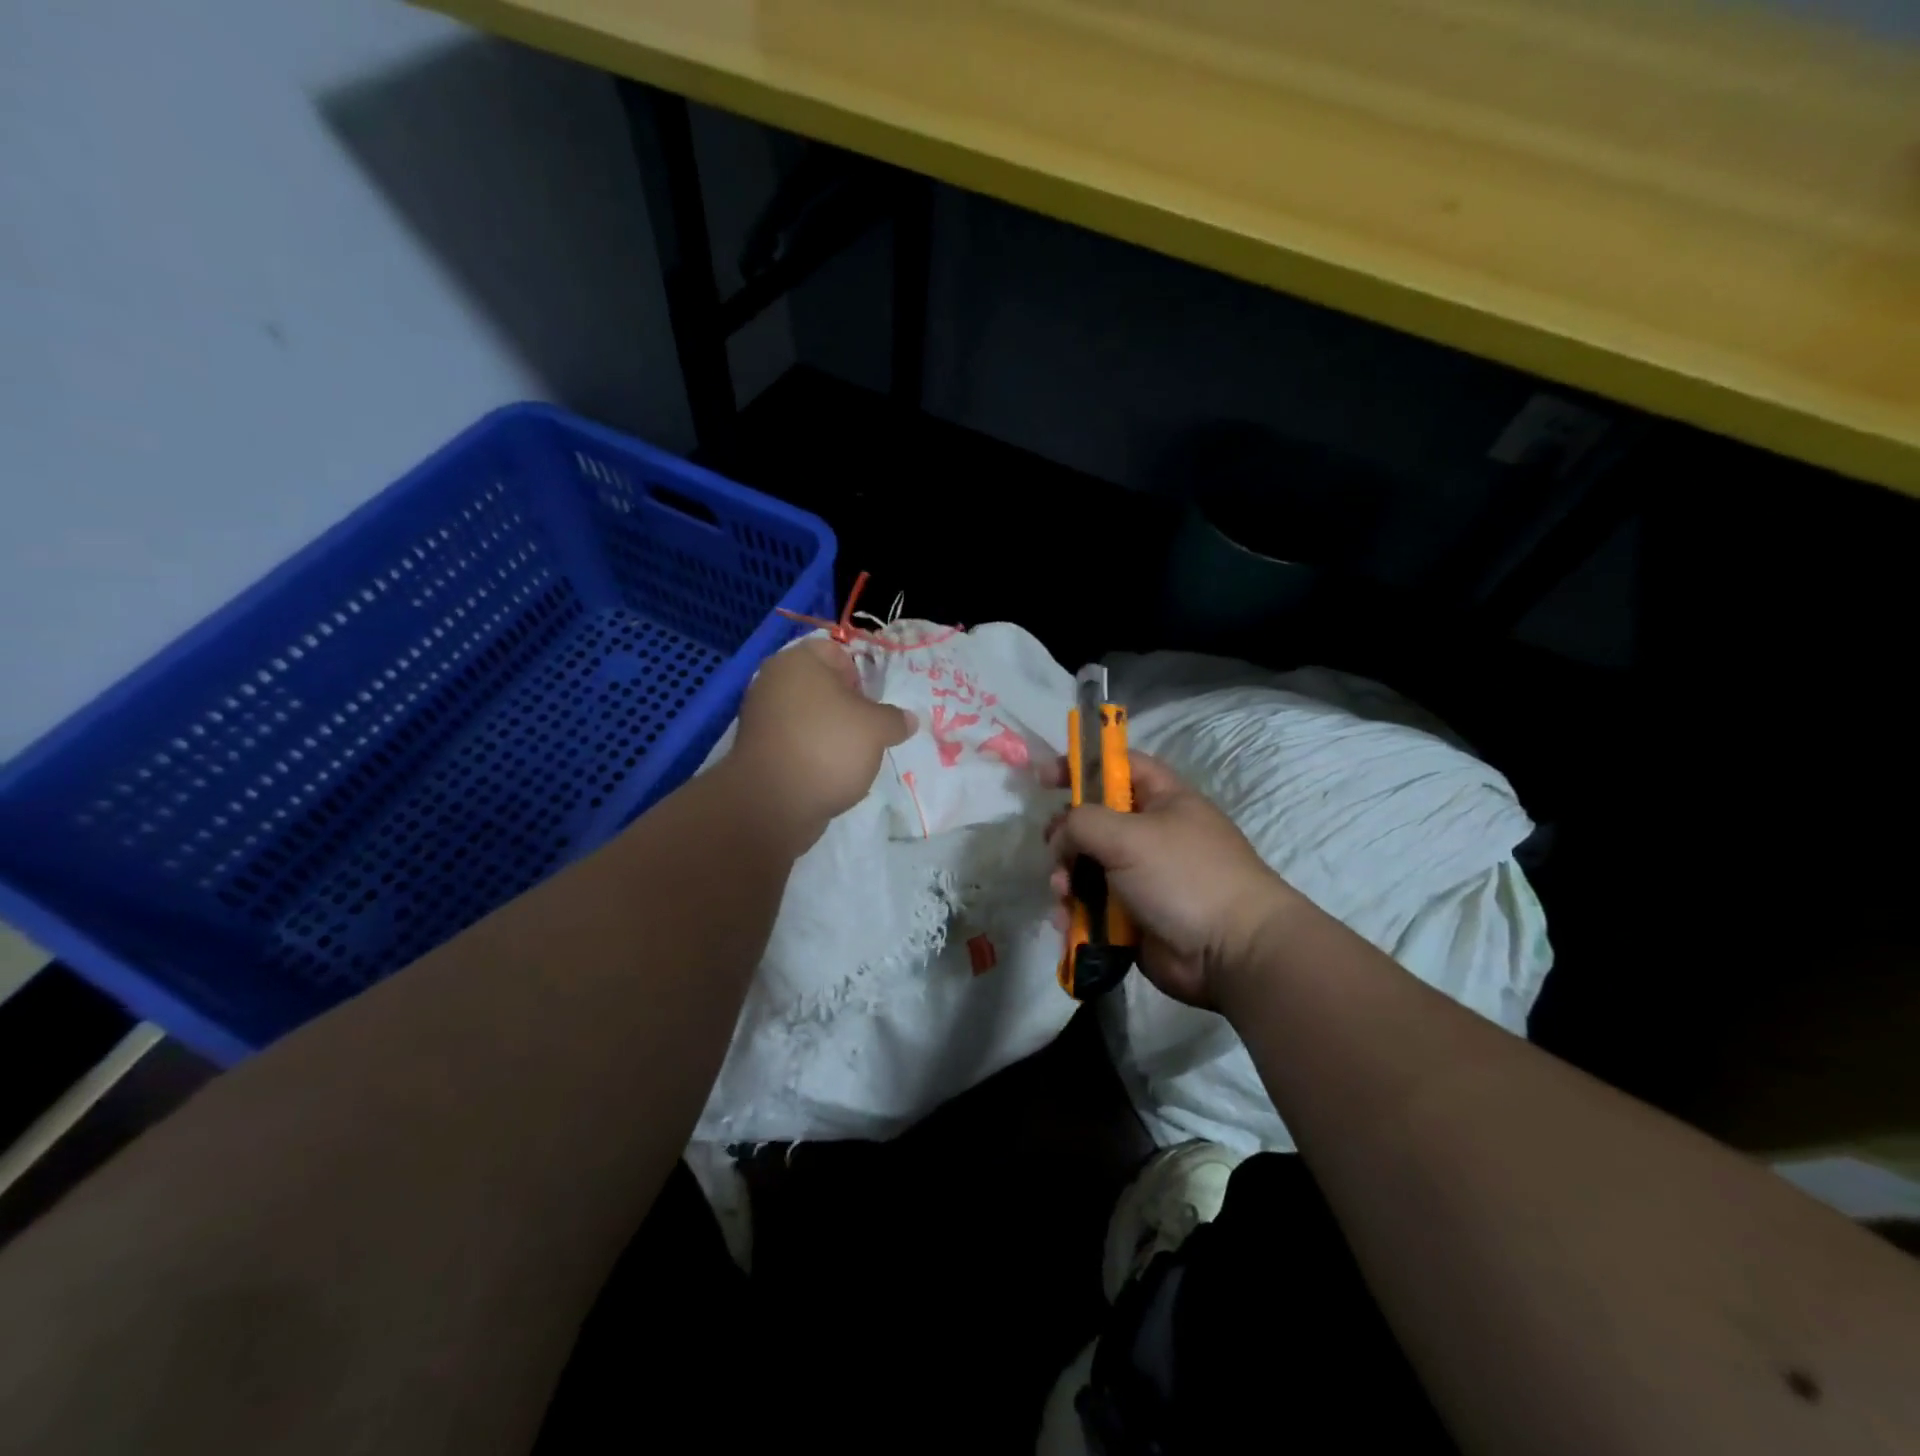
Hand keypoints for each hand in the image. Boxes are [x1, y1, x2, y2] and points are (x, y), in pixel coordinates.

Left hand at [729, 636, 914, 849]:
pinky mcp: (758, 750)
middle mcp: (773, 681)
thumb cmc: (828, 746)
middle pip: (822, 686)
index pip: (836, 651)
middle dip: (847, 707)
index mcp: (798, 660)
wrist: (773, 802)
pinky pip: (795, 742)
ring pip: (809, 716)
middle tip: (868, 731)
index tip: (875, 704)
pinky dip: (813, 753)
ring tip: (851, 757)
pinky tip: (829, 774)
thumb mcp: (876, 729)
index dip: (861, 674)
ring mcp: (761, 717)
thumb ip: (895, 719)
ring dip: (831, 732)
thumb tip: (908, 719)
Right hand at [1045, 752, 1299, 1010]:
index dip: (1082, 765)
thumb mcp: (1129, 835)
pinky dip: (1075, 912)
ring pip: (1087, 866)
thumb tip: (1059, 839)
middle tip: (1054, 849)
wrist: (1231, 952)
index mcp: (1162, 799)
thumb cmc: (1185, 876)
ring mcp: (1142, 876)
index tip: (1044, 778)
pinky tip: (1067, 923)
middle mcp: (1151, 833)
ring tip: (1063, 894)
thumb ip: (1081, 822)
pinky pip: (1092, 905)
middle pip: (1093, 820)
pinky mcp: (1132, 915)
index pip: (1117, 765)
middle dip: (1066, 835)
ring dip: (1066, 878)